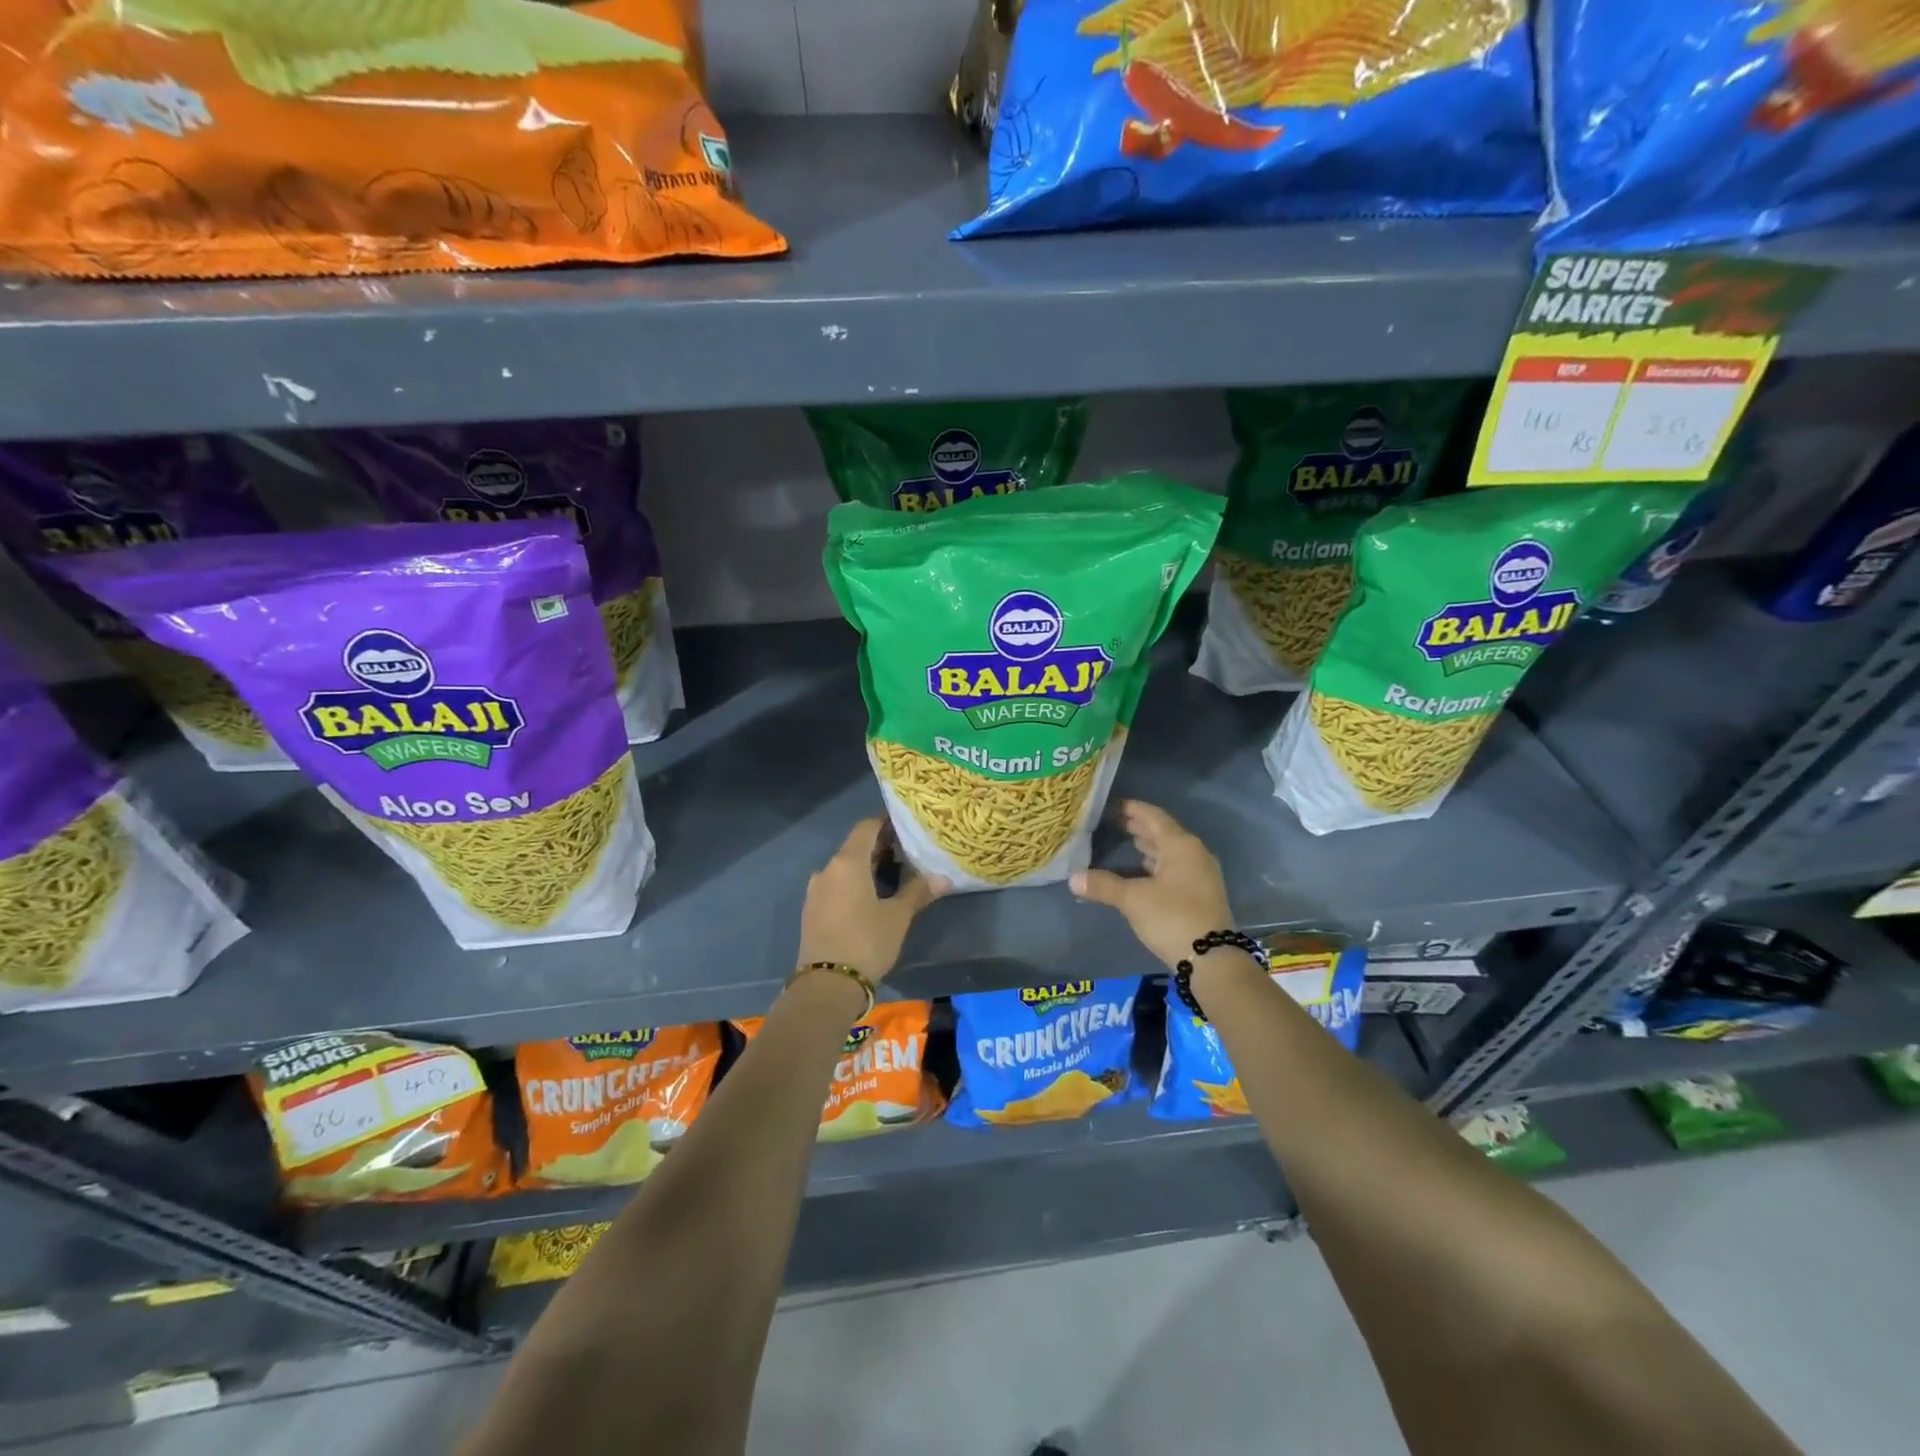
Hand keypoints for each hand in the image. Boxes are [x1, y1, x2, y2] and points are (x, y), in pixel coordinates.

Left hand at [797, 818, 947, 982]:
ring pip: (844, 867)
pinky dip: (853, 883)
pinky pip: (836, 885)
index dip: (886, 822)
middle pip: (855, 846)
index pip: (866, 827)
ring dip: (866, 866)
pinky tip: (871, 898)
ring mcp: (816, 891)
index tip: (906, 824)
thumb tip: (943, 877)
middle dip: (880, 846)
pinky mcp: (812, 910)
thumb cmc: (866, 942)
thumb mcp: (898, 916)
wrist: (826, 986)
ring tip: (893, 875)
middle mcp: (827, 869)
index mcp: (847, 862)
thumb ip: (918, 891)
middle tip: (907, 851)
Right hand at [1070, 800, 1233, 968]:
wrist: (1212, 961)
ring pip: (1168, 852)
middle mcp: (1194, 854)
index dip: (1131, 808)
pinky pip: (1172, 868)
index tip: (1110, 804)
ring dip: (1146, 845)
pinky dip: (1154, 864)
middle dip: (1137, 826)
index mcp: (1181, 845)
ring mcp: (1199, 875)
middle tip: (1110, 821)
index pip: (1153, 817)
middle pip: (1162, 832)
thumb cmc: (1172, 918)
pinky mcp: (1199, 894)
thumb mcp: (1133, 900)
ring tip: (1122, 840)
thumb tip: (1072, 877)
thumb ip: (1103, 885)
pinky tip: (1138, 870)